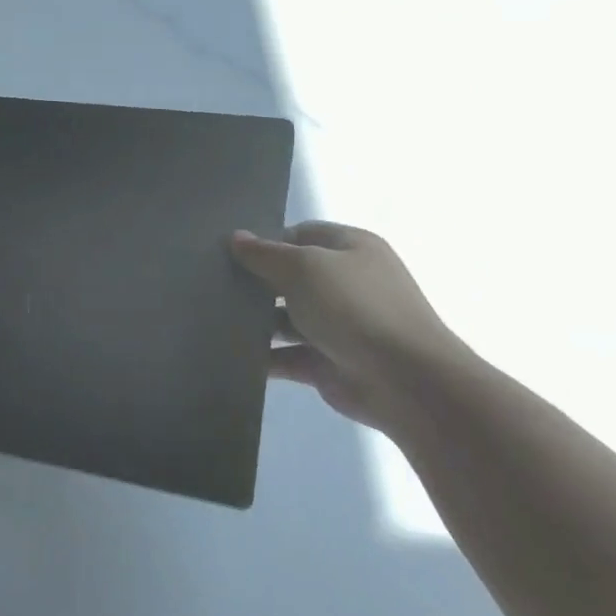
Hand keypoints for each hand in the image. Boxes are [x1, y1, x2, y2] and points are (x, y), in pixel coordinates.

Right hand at [231, 222, 468, 434]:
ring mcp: (337, 325)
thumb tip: (236, 238)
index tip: (227, 253)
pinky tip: (229, 353)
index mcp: (351, 248)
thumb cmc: (355, 307)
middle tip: (212, 284)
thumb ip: (265, 254)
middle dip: (256, 281)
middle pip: (290, 276)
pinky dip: (263, 356)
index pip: (300, 235)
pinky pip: (286, 355)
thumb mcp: (305, 267)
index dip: (266, 242)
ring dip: (255, 321)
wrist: (405, 380)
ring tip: (211, 318)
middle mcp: (345, 283)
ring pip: (285, 317)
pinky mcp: (326, 362)